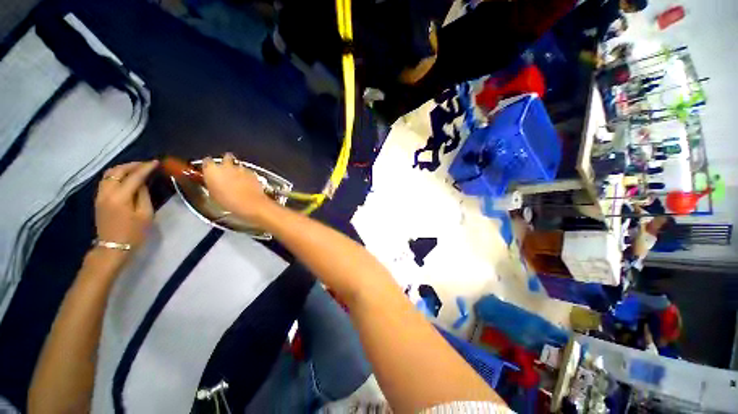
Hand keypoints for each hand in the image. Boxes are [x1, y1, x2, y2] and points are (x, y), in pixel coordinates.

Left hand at [95, 161, 157, 250]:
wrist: (113, 248)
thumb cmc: (134, 233)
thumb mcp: (145, 215)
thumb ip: (143, 196)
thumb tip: (142, 183)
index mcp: (120, 197)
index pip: (134, 177)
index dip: (145, 168)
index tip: (155, 162)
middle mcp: (107, 193)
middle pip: (117, 171)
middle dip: (132, 165)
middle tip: (146, 164)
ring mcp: (100, 196)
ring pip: (108, 174)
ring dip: (122, 169)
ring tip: (136, 169)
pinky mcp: (98, 199)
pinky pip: (106, 180)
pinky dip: (116, 175)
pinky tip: (125, 177)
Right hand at [202, 153, 273, 220]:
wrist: (251, 204)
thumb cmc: (228, 202)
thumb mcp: (213, 195)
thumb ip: (212, 184)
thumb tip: (213, 182)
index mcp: (212, 170)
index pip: (207, 161)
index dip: (209, 166)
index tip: (210, 171)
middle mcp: (226, 165)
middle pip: (226, 157)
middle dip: (226, 162)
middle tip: (226, 172)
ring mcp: (241, 168)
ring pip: (238, 165)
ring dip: (237, 170)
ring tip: (237, 179)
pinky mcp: (252, 172)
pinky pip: (247, 171)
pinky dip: (246, 175)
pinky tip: (247, 183)